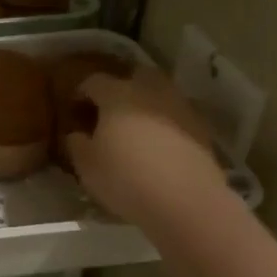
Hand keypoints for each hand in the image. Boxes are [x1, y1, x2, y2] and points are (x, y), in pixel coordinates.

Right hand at [65, 66, 221, 223]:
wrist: (185, 200)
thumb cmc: (125, 178)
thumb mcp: (86, 166)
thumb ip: (77, 144)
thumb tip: (77, 134)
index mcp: (117, 95)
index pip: (94, 81)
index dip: (81, 93)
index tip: (75, 109)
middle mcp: (150, 92)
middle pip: (135, 76)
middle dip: (121, 87)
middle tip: (109, 111)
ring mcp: (180, 107)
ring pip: (159, 94)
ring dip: (146, 104)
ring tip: (135, 129)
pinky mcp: (201, 128)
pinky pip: (177, 116)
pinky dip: (165, 123)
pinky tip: (158, 145)